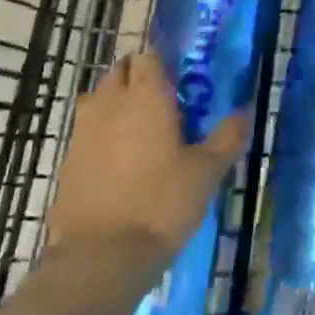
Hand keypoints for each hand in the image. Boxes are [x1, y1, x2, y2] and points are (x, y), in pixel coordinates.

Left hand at [45, 50, 250, 258]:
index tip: (180, 81)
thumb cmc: (161, 204)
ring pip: (98, 99)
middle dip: (138, 78)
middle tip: (163, 104)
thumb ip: (228, 136)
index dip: (162, 63)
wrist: (100, 258)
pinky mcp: (67, 161)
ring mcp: (83, 131)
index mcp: (146, 94)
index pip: (148, 55)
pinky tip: (118, 163)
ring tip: (139, 131)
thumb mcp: (206, 172)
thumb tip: (247, 109)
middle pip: (120, 71)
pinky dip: (100, 136)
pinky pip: (86, 132)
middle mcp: (110, 102)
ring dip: (115, 104)